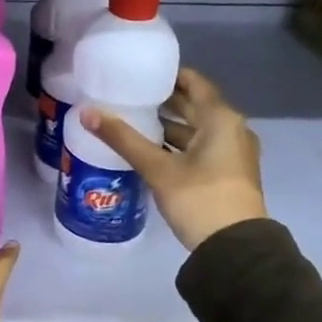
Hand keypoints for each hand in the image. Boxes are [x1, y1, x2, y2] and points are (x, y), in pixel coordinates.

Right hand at [79, 67, 268, 250]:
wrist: (235, 249)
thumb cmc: (199, 198)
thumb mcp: (158, 168)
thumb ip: (123, 139)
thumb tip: (86, 113)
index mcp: (221, 119)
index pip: (194, 82)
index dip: (168, 74)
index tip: (140, 72)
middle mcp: (232, 129)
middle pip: (195, 105)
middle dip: (164, 100)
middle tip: (129, 94)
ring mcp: (232, 153)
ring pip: (196, 129)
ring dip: (169, 124)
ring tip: (134, 120)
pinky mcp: (227, 173)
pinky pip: (200, 147)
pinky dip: (178, 144)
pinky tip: (151, 149)